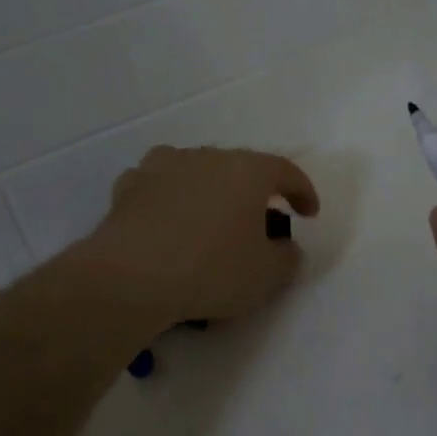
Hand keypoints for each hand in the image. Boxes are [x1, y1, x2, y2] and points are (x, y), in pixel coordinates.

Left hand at [81, 146, 319, 327]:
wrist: (129, 278)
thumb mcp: (267, 275)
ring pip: (195, 172)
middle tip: (259, 220)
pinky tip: (167, 223)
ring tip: (210, 219)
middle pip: (239, 168)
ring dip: (208, 191)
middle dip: (253, 192)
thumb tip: (286, 248)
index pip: (285, 170)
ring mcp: (161, 167)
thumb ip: (287, 258)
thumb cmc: (211, 270)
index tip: (309, 213)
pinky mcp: (127, 187)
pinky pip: (158, 188)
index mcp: (246, 170)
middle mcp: (205, 157)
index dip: (303, 191)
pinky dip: (169, 201)